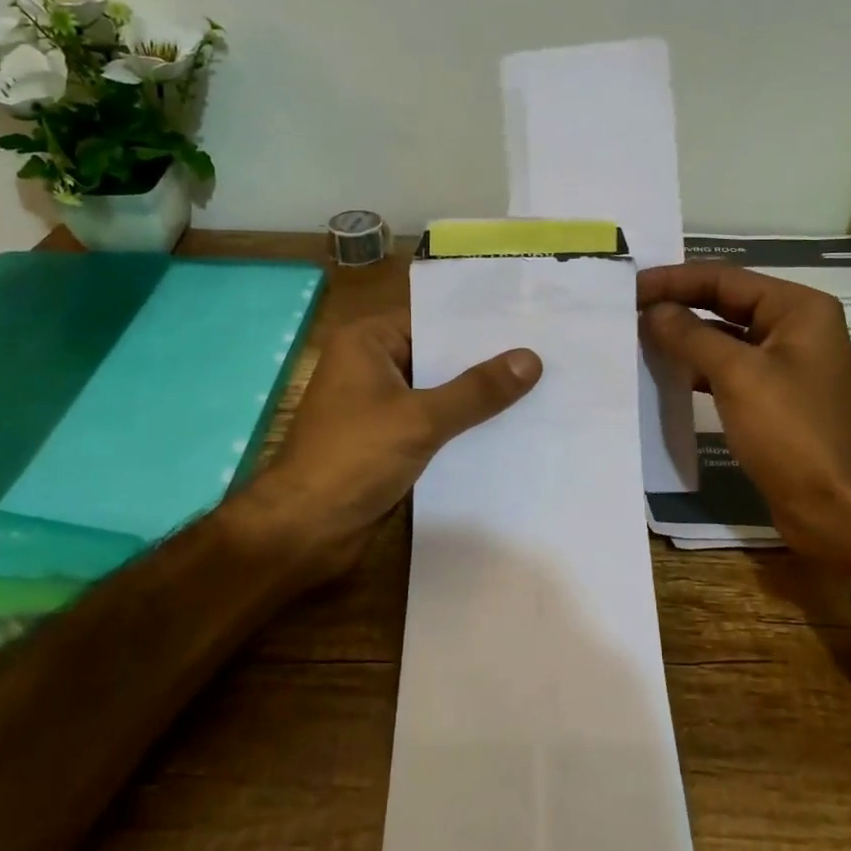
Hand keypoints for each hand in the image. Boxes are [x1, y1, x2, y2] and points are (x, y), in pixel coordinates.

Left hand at [227, 313, 541, 587]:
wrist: (304, 531)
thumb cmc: (353, 458)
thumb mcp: (420, 418)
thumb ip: (476, 390)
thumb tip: (531, 359)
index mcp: (366, 342)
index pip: (432, 319)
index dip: (479, 322)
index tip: (529, 320)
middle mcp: (371, 365)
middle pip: (437, 355)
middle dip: (485, 360)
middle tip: (546, 353)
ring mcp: (378, 405)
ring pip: (437, 392)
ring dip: (476, 397)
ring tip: (540, 386)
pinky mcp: (387, 440)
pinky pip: (432, 423)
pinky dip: (462, 425)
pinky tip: (509, 427)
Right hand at [639, 263, 850, 570]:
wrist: (835, 508)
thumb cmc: (792, 432)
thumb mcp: (737, 375)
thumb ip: (690, 335)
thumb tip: (653, 311)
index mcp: (798, 308)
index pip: (725, 278)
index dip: (674, 280)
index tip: (630, 287)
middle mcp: (795, 327)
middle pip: (725, 302)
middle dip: (678, 305)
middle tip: (628, 308)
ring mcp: (786, 363)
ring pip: (725, 336)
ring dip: (684, 336)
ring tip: (638, 336)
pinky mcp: (774, 396)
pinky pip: (728, 368)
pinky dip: (698, 366)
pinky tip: (667, 372)